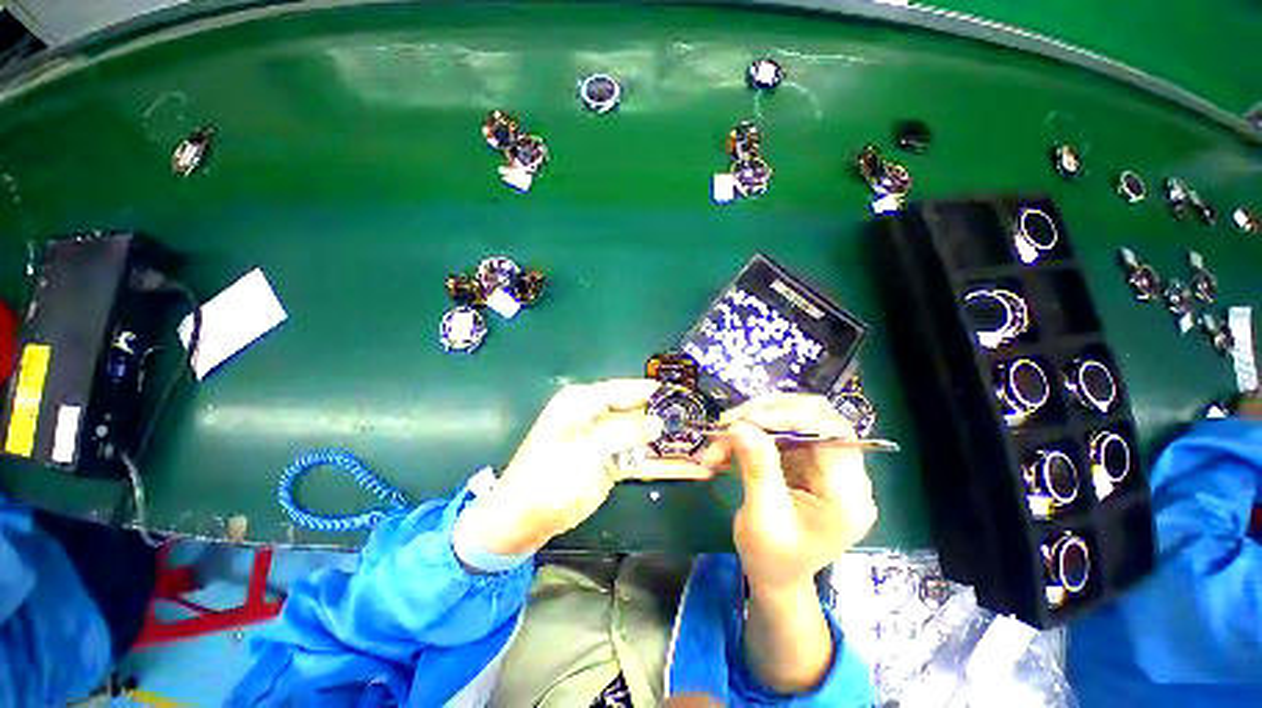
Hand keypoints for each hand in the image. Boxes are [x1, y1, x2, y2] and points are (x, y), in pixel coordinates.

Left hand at [459, 379, 713, 555]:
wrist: (523, 519)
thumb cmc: (550, 475)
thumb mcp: (586, 448)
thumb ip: (625, 431)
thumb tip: (660, 421)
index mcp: (585, 401)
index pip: (627, 389)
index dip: (656, 391)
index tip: (687, 393)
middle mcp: (598, 416)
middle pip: (642, 413)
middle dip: (672, 420)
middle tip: (706, 423)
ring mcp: (607, 442)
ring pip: (646, 438)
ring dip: (674, 445)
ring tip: (709, 448)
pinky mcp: (612, 464)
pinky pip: (643, 460)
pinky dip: (665, 465)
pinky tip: (692, 469)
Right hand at [701, 393, 877, 594]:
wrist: (775, 576)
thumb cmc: (772, 559)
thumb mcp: (762, 518)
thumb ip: (758, 469)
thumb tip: (741, 425)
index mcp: (847, 496)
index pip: (832, 433)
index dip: (791, 416)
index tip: (747, 421)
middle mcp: (845, 474)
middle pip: (815, 417)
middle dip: (766, 414)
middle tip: (728, 423)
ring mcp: (825, 465)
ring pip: (793, 419)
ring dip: (754, 421)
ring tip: (722, 435)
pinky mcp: (807, 460)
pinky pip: (780, 431)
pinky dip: (751, 432)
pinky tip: (728, 444)